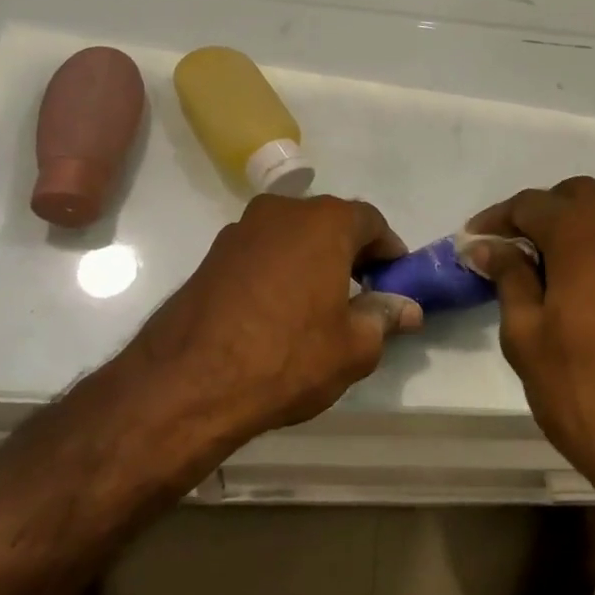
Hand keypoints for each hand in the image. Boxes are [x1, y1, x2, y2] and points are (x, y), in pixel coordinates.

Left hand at [130, 194, 421, 448]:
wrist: (188, 383)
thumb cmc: (288, 357)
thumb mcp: (354, 346)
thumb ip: (384, 317)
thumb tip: (406, 308)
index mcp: (325, 221)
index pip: (372, 222)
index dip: (389, 251)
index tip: (394, 281)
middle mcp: (283, 211)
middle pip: (330, 223)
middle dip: (350, 253)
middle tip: (361, 295)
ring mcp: (241, 230)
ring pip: (293, 237)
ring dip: (312, 260)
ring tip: (317, 306)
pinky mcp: (211, 255)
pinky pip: (261, 254)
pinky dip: (279, 271)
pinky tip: (277, 311)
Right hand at [466, 178, 594, 503]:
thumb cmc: (587, 387)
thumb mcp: (528, 334)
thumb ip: (509, 278)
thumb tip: (489, 246)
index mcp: (586, 229)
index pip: (531, 204)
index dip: (496, 221)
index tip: (470, 244)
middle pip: (577, 198)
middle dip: (540, 215)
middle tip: (509, 252)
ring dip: (573, 231)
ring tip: (542, 274)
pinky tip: (582, 293)